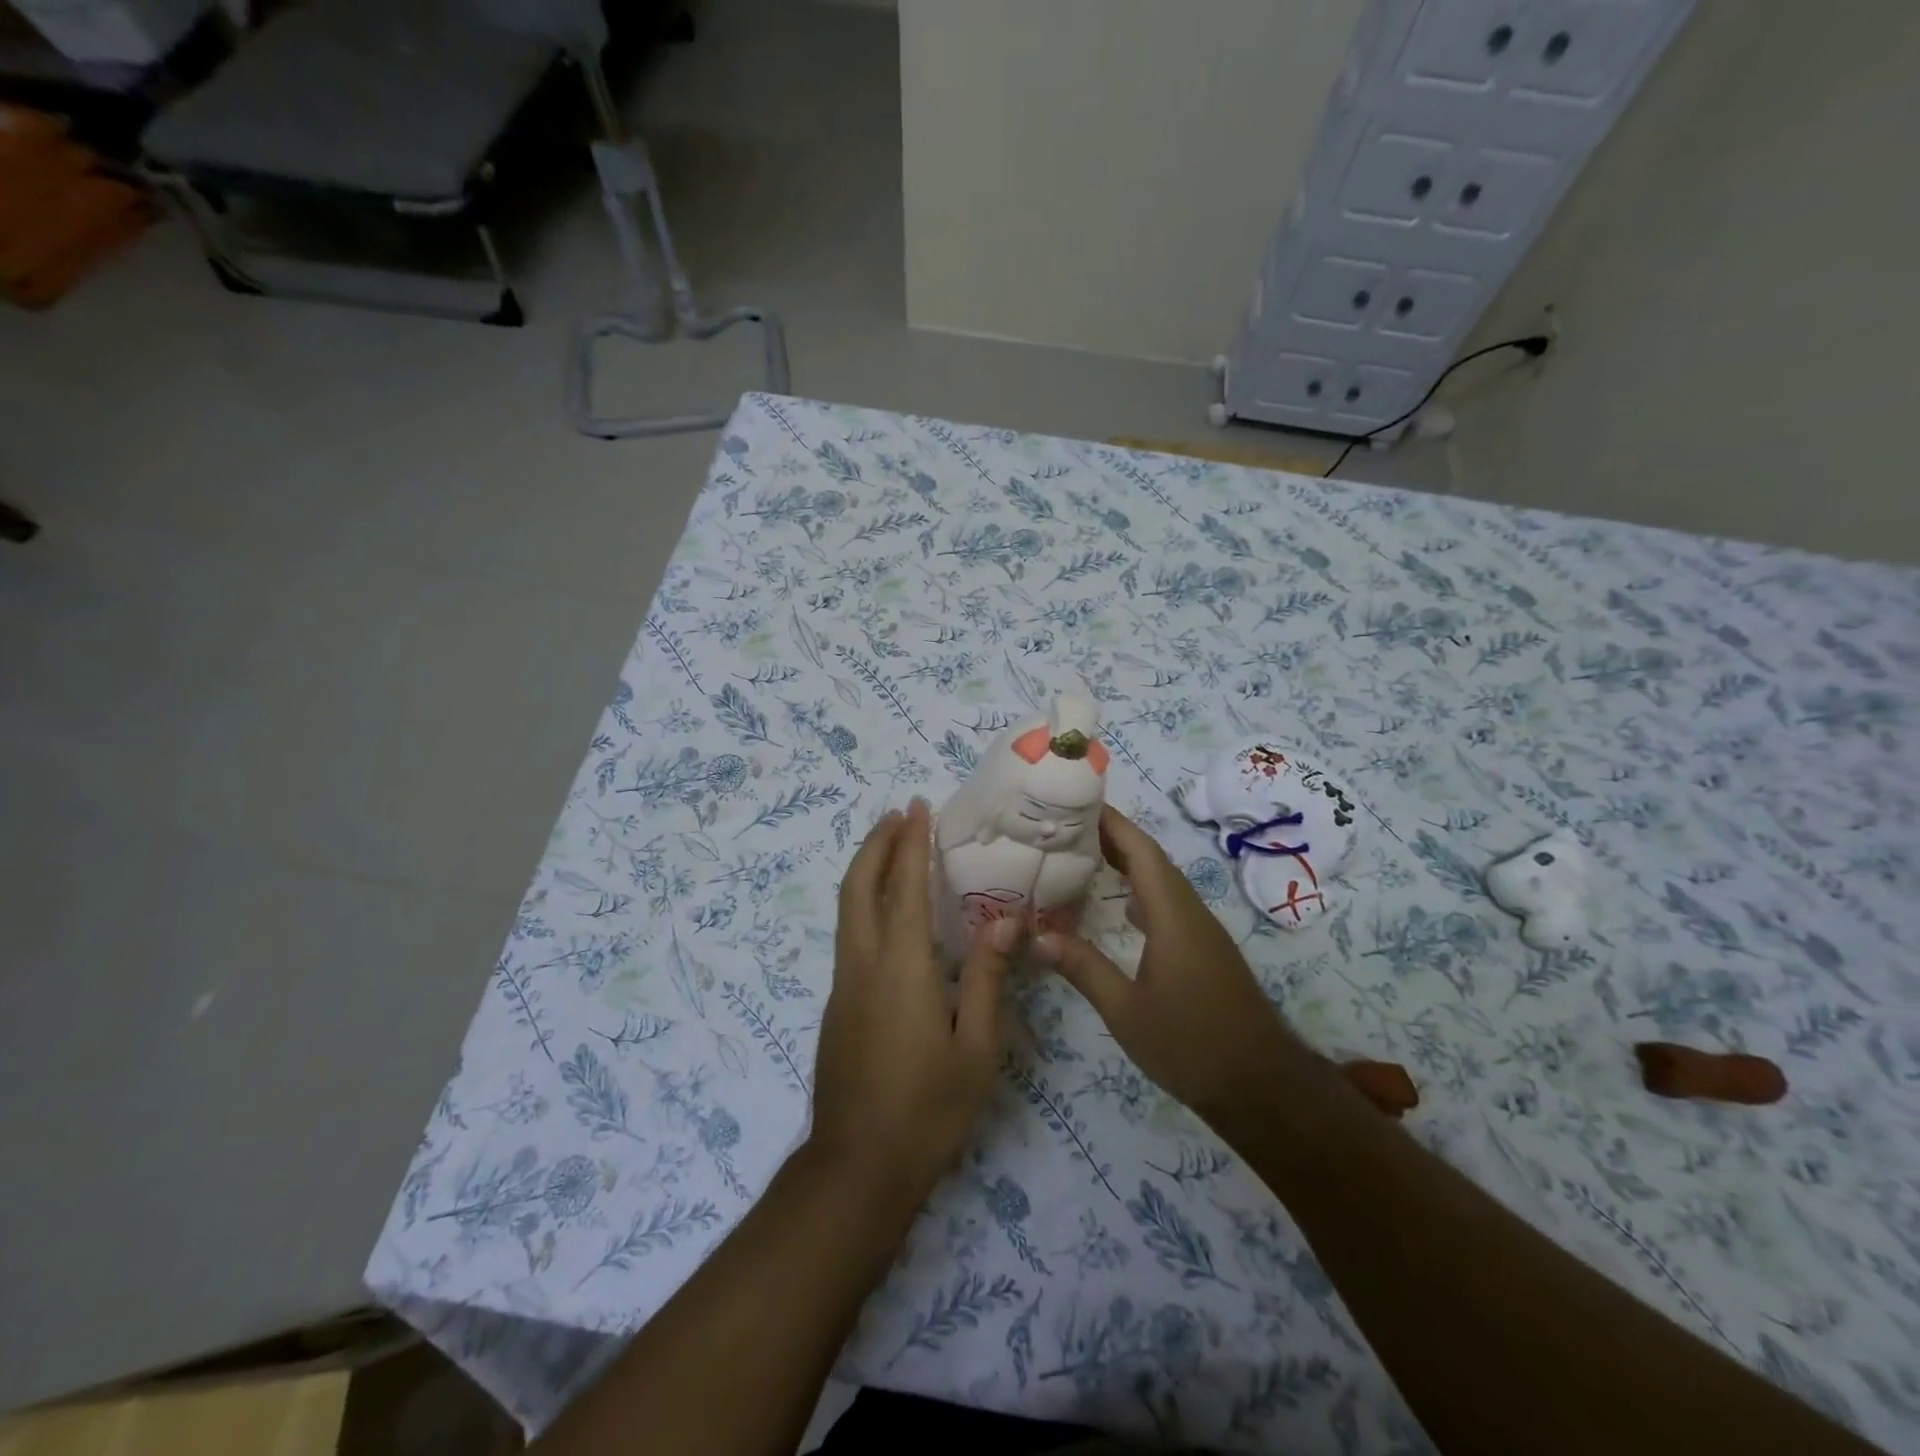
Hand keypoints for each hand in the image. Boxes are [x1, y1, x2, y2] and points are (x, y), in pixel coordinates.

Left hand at [811, 800, 1019, 1208]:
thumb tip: (1007, 919)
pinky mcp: (837, 1005)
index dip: (911, 843)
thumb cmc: (928, 1109)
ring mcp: (842, 985)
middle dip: (876, 844)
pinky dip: (865, 903)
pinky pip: (850, 935)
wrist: (857, 1168)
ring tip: (891, 849)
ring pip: (847, 909)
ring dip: (866, 870)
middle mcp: (862, 964)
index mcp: (900, 967)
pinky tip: (889, 914)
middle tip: (898, 816)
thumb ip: (987, 977)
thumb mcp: (976, 1047)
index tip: (918, 807)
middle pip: (858, 886)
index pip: (904, 887)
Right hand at [1035, 806, 1312, 1125]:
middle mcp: (1190, 912)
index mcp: (1173, 915)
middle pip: (1151, 859)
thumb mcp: (1126, 1011)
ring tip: (1082, 856)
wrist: (1261, 1086)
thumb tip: (1035, 935)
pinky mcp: (1204, 950)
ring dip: (1126, 863)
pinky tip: (1118, 906)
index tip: (1076, 801)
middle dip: (1112, 836)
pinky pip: (1168, 904)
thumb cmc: (1191, 1045)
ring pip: (1161, 881)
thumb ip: (1082, 968)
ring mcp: (1202, 931)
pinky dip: (1139, 892)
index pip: (1141, 851)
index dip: (1111, 822)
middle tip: (1065, 827)